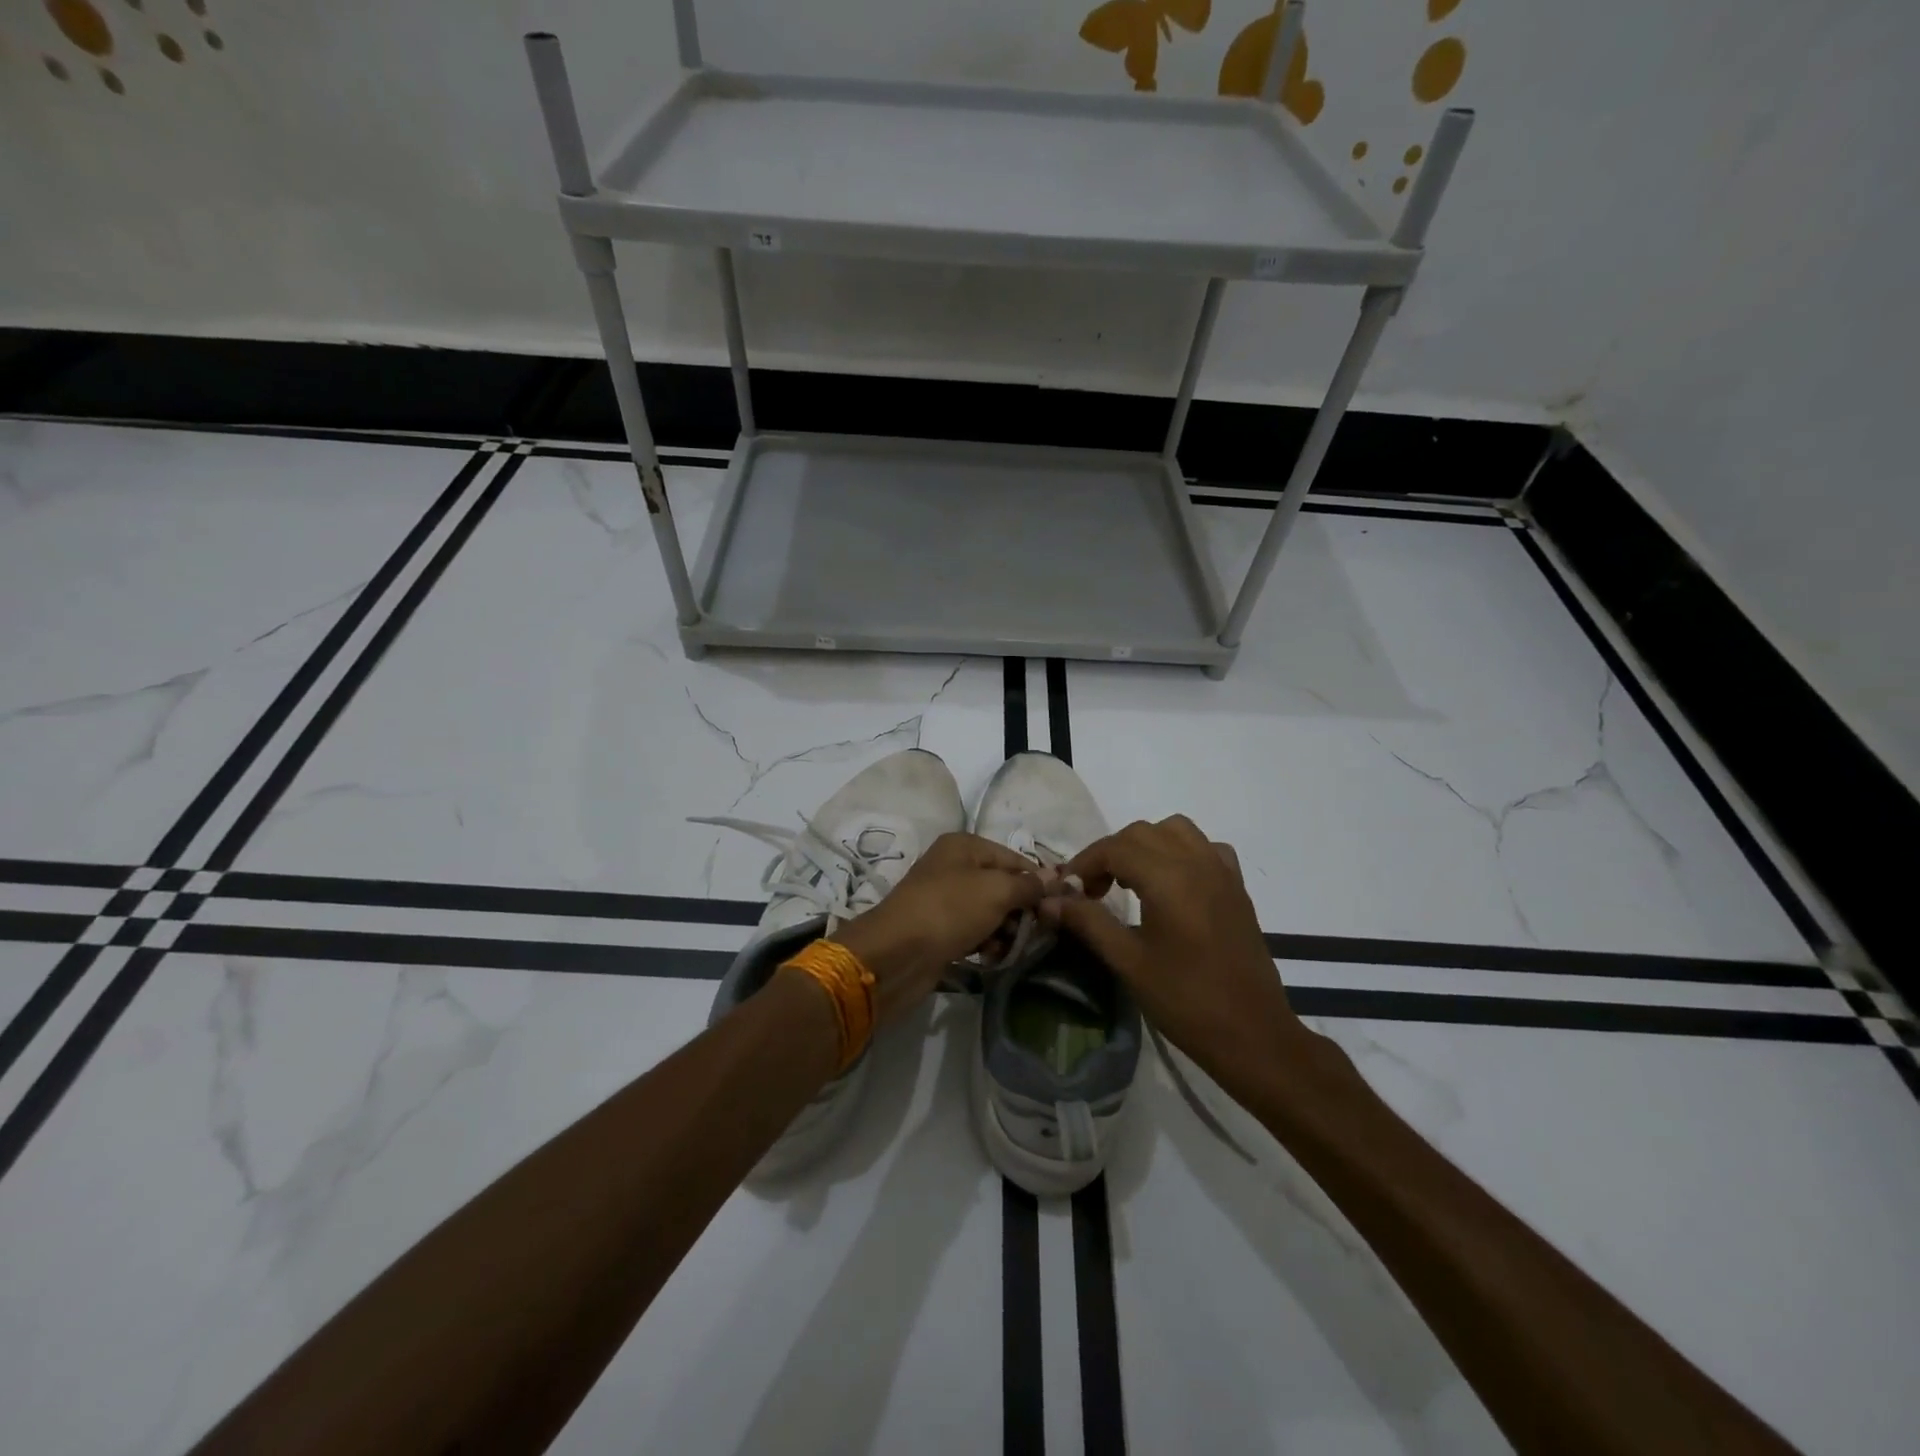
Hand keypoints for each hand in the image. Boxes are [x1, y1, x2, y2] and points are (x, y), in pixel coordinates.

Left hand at [834, 832, 1043, 1024]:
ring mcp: (944, 900)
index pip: (1014, 859)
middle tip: (1038, 933)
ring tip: (1012, 948)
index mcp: (964, 846)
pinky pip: (973, 932)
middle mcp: (953, 867)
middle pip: (1002, 886)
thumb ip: (1028, 885)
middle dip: (1021, 910)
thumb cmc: (949, 910)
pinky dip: (985, 943)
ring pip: (990, 912)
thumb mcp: (996, 891)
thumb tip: (1055, 877)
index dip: (1038, 881)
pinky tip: (991, 957)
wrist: (896, 954)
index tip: (1060, 906)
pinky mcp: (939, 930)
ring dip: (1005, 930)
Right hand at [1041, 815, 1307, 1086]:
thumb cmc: (1185, 1001)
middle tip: (1093, 891)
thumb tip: (1049, 901)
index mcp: (1169, 879)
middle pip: (1142, 833)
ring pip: (1176, 831)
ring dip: (1145, 845)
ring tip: (1131, 881)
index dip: (1085, 863)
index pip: (1115, 848)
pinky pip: (1206, 848)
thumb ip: (1088, 922)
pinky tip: (1172, 884)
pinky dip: (1182, 852)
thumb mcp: (1128, 962)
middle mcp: (1197, 863)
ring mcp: (1222, 872)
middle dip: (1110, 854)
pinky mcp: (1237, 888)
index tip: (1067, 891)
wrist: (1253, 1035)